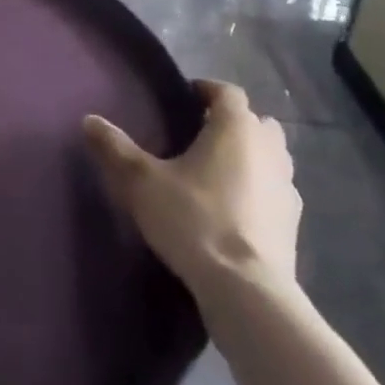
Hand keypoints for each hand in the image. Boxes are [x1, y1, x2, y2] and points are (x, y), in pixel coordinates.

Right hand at [84, 78, 300, 297]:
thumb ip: (115, 149)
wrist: (247, 294)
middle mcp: (269, 149)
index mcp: (236, 127)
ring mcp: (288, 189)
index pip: (227, 91)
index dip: (206, 90)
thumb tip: (89, 120)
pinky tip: (235, 212)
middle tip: (201, 137)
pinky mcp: (294, 227)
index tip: (184, 100)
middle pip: (256, 122)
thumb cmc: (195, 221)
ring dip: (251, 158)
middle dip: (232, 124)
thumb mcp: (142, 182)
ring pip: (272, 158)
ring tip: (217, 174)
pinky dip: (260, 193)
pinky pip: (276, 194)